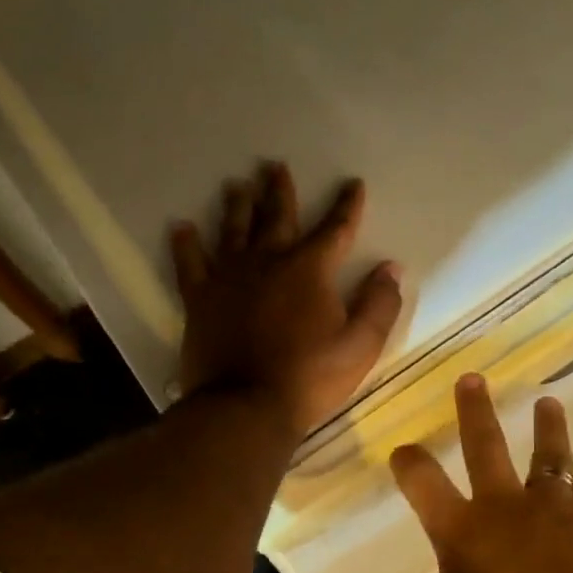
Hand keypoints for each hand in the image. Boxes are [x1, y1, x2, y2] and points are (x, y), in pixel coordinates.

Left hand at [172, 162, 403, 437]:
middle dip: (279, 191)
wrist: (245, 406)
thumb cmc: (309, 378)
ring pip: (233, 230)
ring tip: (237, 185)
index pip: (335, 228)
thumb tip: (391, 268)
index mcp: (309, 269)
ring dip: (237, 206)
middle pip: (276, 217)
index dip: (346, 205)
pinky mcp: (200, 299)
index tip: (352, 183)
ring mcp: (229, 278)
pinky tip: (181, 227)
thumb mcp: (360, 346)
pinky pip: (191, 264)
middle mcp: (268, 262)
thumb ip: (379, 304)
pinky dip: (186, 245)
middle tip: (274, 165)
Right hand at [317, 375, 572, 572]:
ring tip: (547, 400)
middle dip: (474, 412)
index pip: (421, 481)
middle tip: (472, 377)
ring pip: (548, 456)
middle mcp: (504, 508)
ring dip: (546, 426)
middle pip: (486, 447)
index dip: (407, 462)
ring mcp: (554, 512)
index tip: (401, 450)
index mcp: (460, 533)